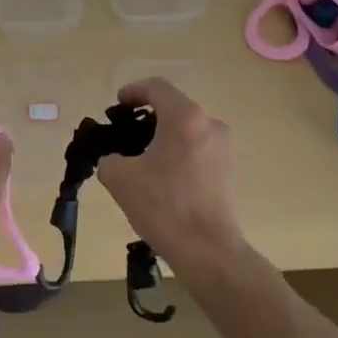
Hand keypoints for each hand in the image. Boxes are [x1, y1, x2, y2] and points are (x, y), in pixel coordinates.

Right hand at [97, 78, 242, 260]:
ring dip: (163, 136)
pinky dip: (177, 152)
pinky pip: (197, 148)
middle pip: (174, 107)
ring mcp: (223, 147)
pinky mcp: (228, 169)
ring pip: (187, 129)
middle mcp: (209, 124)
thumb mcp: (119, 178)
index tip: (117, 106)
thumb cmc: (163, 206)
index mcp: (185, 118)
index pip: (157, 87)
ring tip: (140, 159)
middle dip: (146, 116)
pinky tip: (161, 178)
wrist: (207, 249)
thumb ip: (109, 158)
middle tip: (124, 134)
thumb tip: (115, 159)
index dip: (132, 91)